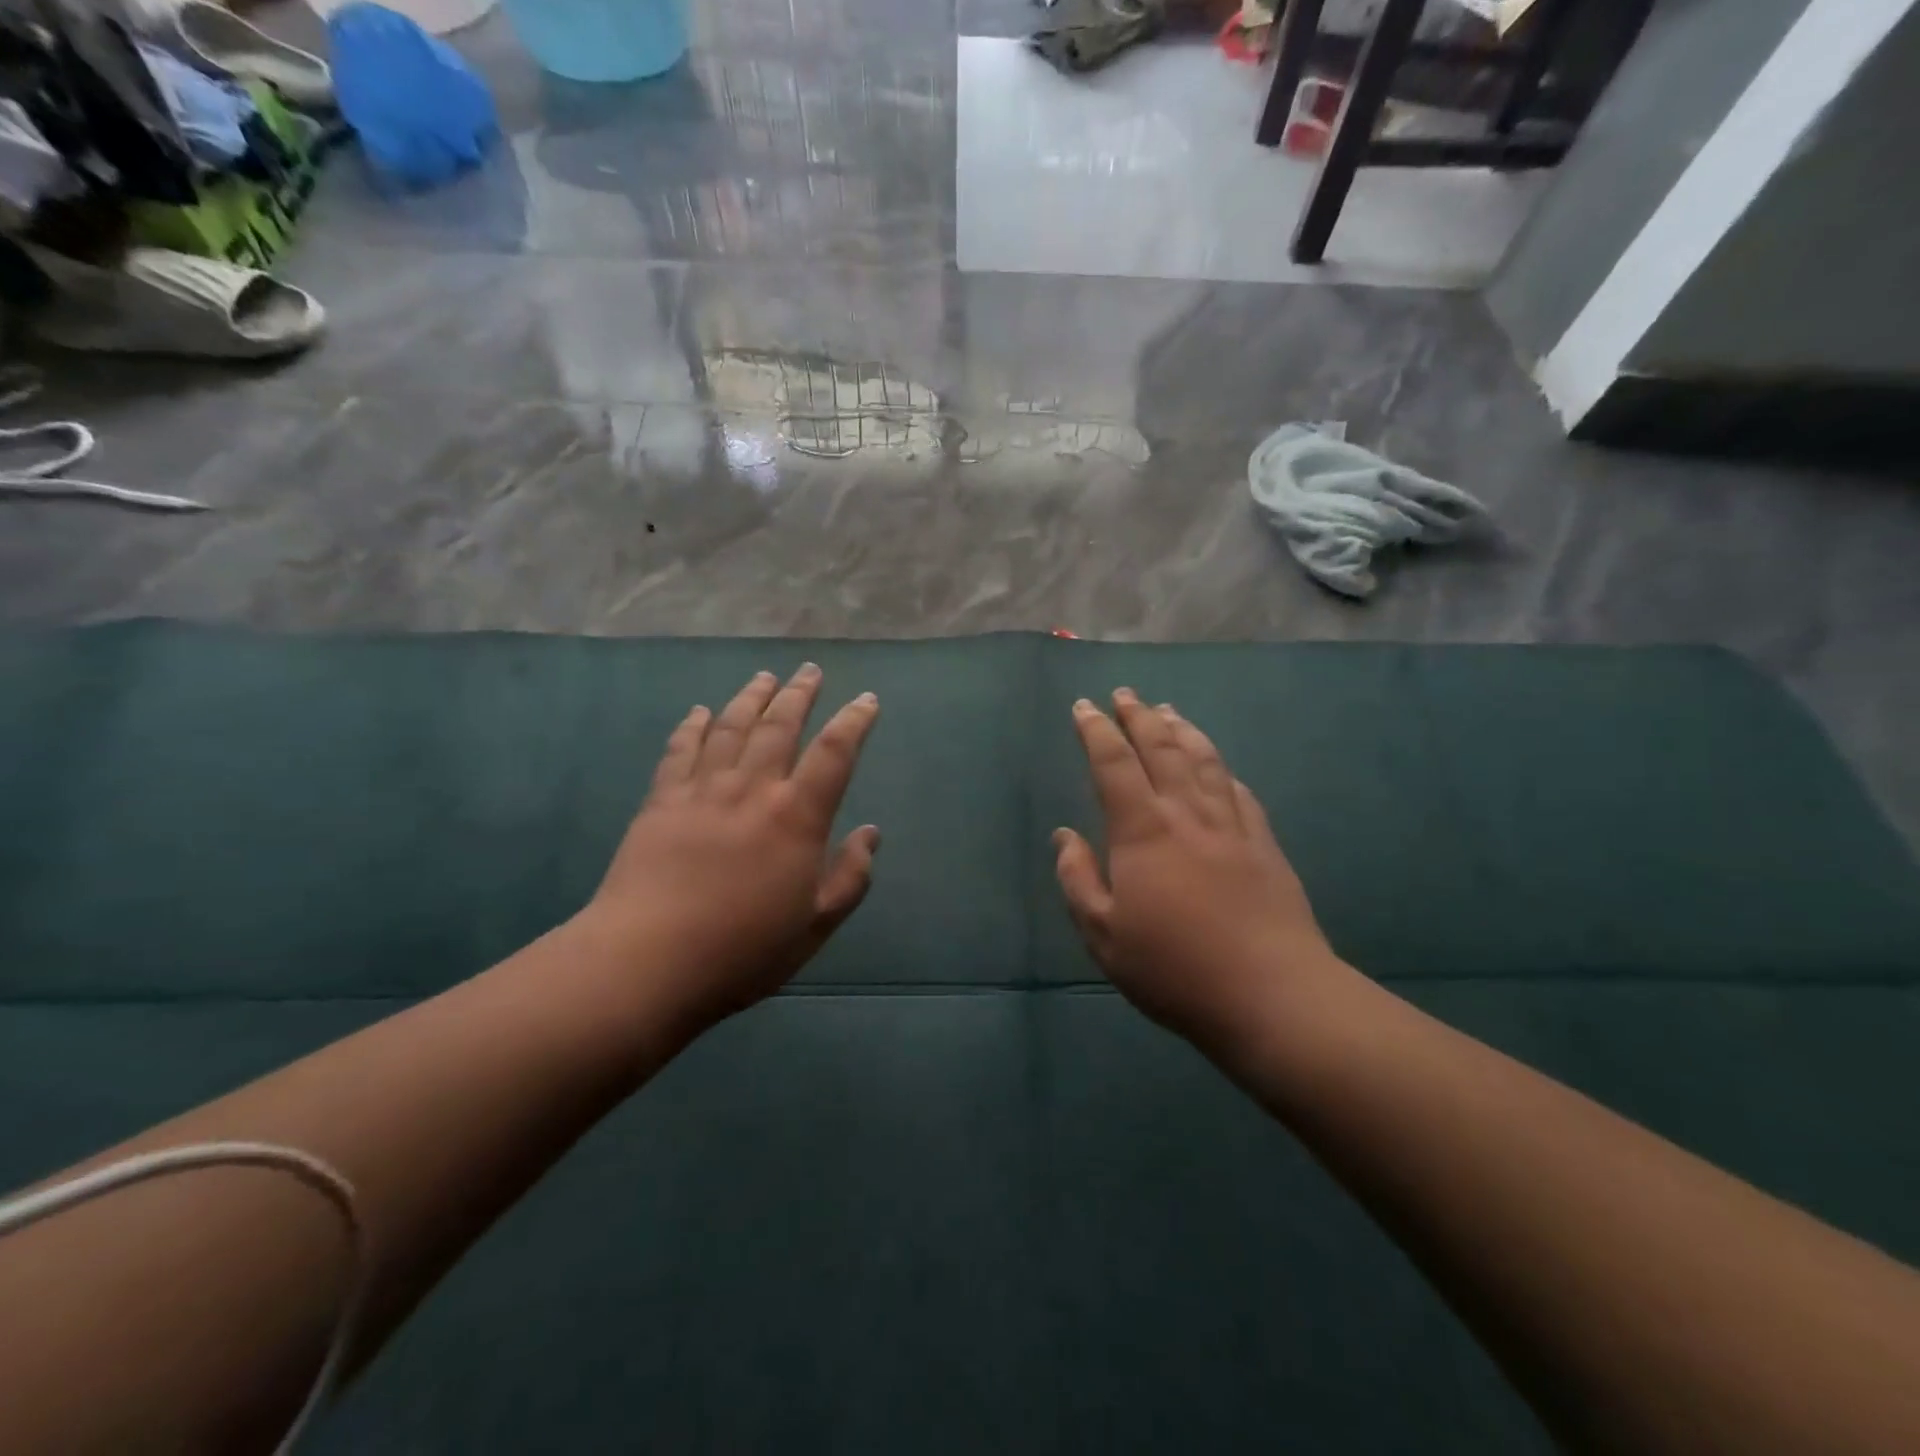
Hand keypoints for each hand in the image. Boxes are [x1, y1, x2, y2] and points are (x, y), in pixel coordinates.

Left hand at [580, 665, 880, 1034]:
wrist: (647, 962)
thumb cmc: (742, 950)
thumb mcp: (815, 925)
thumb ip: (850, 877)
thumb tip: (871, 834)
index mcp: (796, 817)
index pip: (834, 753)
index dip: (855, 721)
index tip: (867, 700)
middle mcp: (752, 790)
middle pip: (780, 726)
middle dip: (799, 694)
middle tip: (810, 671)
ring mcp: (702, 791)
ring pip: (731, 728)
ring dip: (751, 698)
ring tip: (764, 677)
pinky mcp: (661, 802)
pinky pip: (680, 751)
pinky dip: (693, 726)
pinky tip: (699, 712)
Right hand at [1053, 689, 1340, 1054]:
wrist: (1272, 994)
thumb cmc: (1175, 968)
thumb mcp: (1104, 935)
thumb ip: (1077, 880)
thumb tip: (1064, 836)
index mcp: (1143, 830)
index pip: (1114, 764)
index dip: (1096, 731)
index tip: (1084, 707)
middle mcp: (1187, 813)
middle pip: (1162, 749)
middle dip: (1139, 717)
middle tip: (1125, 695)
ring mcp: (1231, 825)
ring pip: (1204, 761)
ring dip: (1182, 730)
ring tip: (1167, 711)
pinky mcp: (1264, 844)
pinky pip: (1239, 792)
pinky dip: (1221, 768)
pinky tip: (1218, 765)